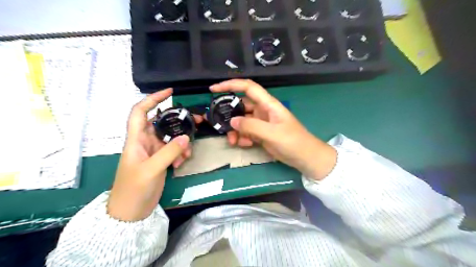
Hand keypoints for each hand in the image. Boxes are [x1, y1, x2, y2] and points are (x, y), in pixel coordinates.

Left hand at [107, 89, 202, 221]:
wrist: (130, 212)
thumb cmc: (133, 189)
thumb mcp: (151, 170)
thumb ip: (169, 152)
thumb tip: (186, 137)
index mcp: (136, 140)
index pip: (140, 112)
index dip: (152, 99)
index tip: (169, 93)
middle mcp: (144, 142)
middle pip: (162, 124)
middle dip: (178, 122)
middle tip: (195, 122)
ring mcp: (153, 152)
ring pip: (170, 139)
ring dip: (181, 143)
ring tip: (187, 154)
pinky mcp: (160, 161)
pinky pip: (173, 151)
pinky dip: (179, 154)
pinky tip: (181, 163)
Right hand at [210, 79, 335, 179]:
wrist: (305, 158)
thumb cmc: (293, 142)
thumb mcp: (272, 133)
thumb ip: (251, 126)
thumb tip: (232, 121)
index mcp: (268, 104)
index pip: (248, 87)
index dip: (231, 85)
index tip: (214, 89)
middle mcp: (263, 111)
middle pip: (241, 106)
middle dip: (229, 115)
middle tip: (218, 124)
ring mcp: (262, 123)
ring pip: (242, 121)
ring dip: (235, 130)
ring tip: (232, 141)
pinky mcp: (261, 134)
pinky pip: (247, 132)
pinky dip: (242, 137)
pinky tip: (244, 144)